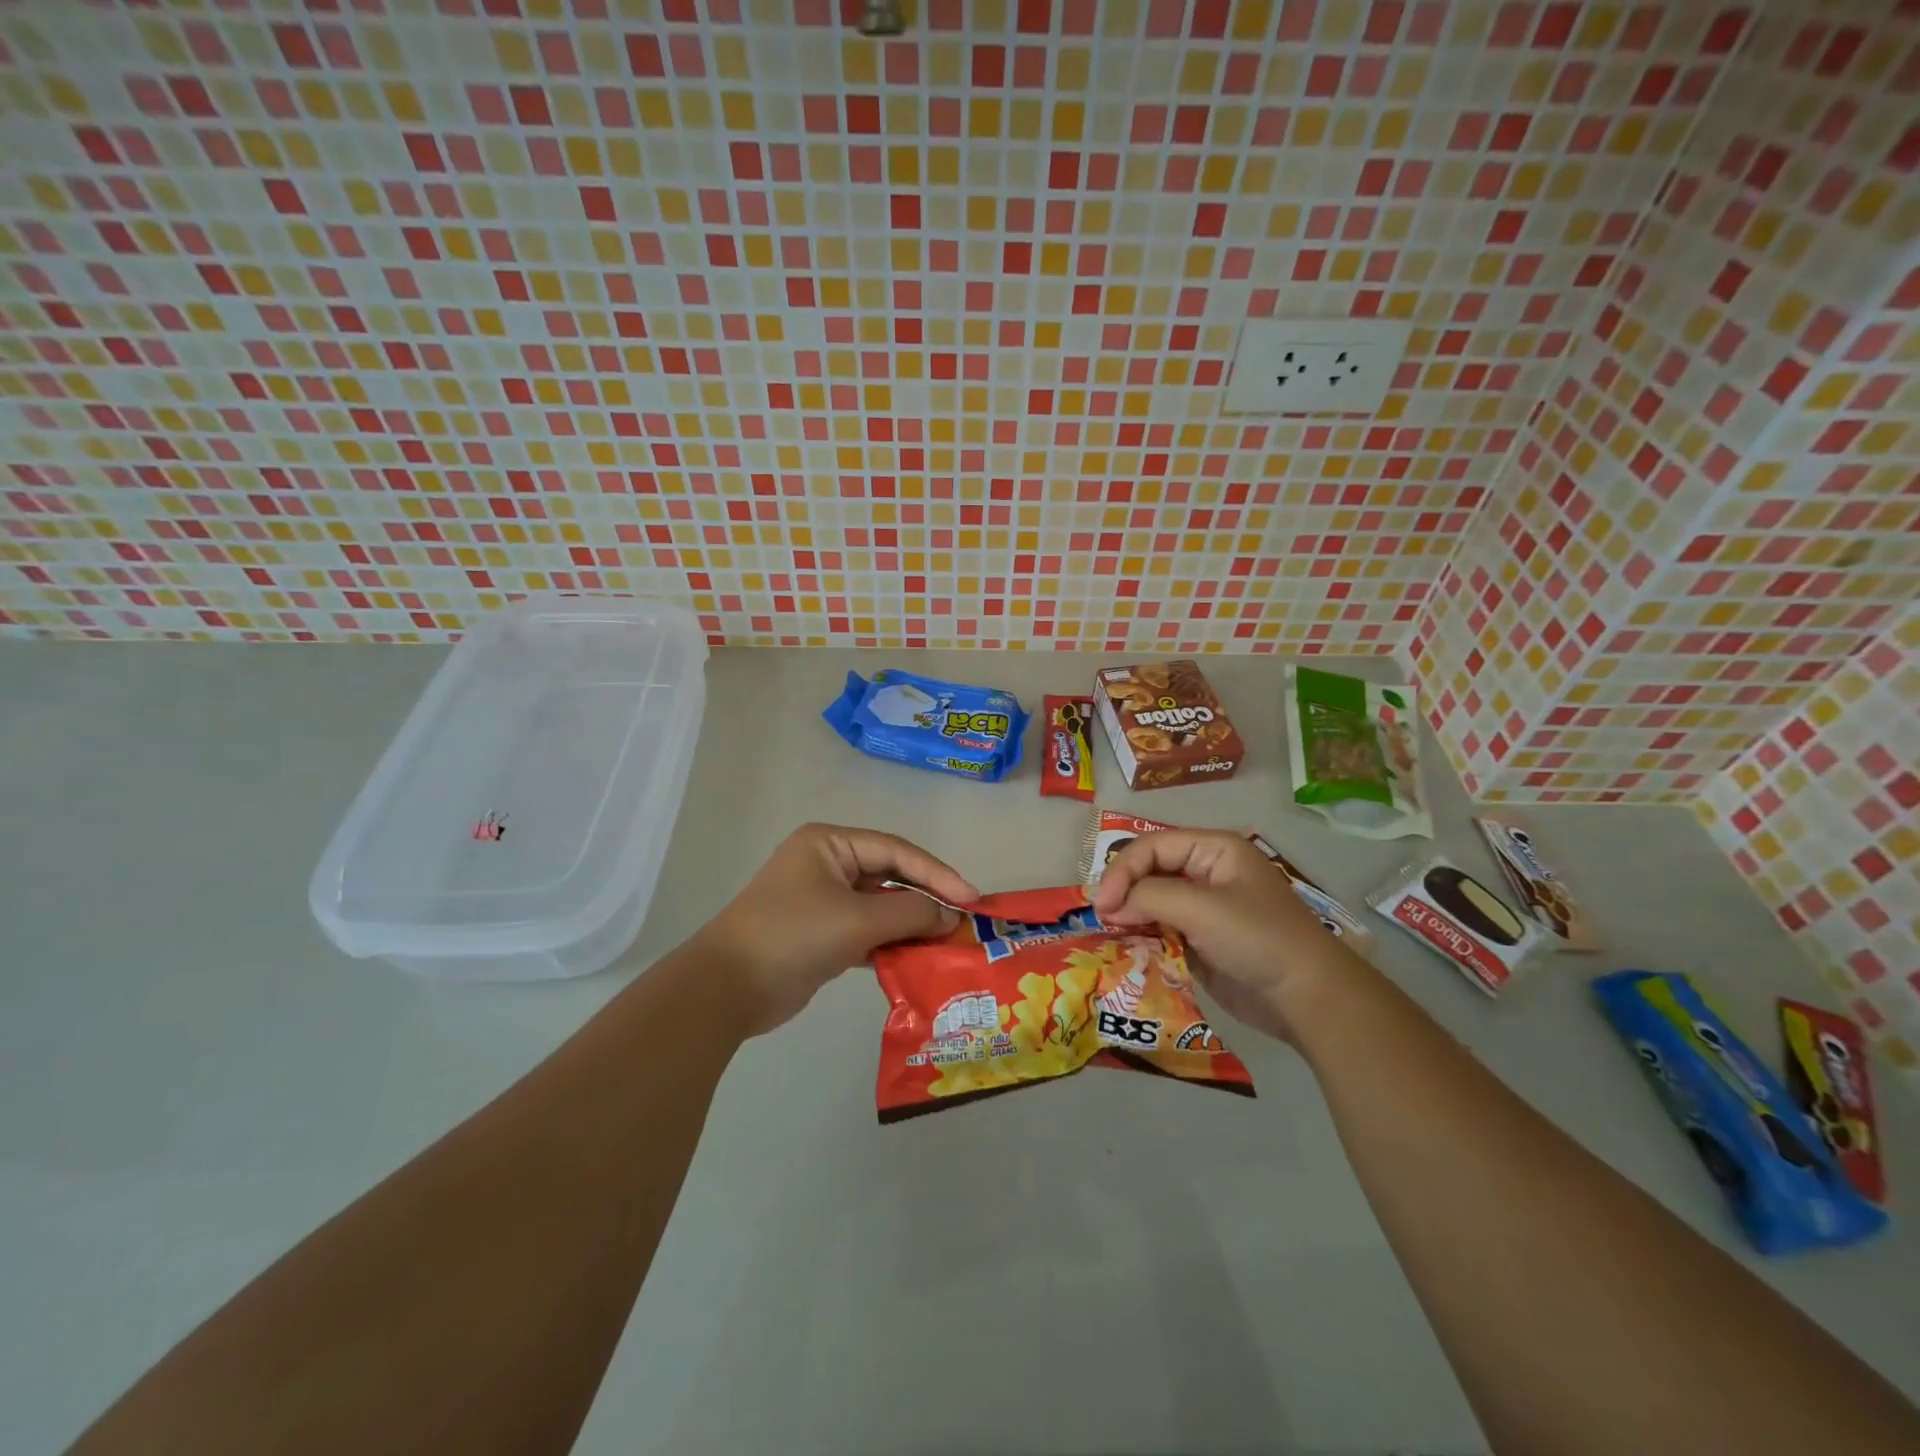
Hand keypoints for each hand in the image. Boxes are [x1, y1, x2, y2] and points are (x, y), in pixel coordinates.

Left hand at [691, 823, 977, 1035]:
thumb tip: (950, 916)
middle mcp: (827, 864)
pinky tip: (917, 959)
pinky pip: (866, 931)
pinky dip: (889, 944)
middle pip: (890, 876)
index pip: (896, 851)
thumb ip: (910, 913)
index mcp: (830, 844)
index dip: (937, 874)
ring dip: (910, 925)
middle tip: (963, 921)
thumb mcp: (857, 920)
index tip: (972, 898)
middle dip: (925, 899)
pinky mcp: (821, 934)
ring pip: (879, 906)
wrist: (726, 989)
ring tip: (947, 943)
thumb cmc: (793, 936)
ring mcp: (822, 900)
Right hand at [1091, 829, 1355, 1042]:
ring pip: (1150, 902)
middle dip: (1123, 891)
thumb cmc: (1257, 938)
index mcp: (1213, 849)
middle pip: (1149, 871)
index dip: (1123, 869)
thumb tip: (1107, 906)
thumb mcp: (1201, 908)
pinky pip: (1160, 930)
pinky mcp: (1199, 940)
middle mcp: (1205, 872)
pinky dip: (1141, 938)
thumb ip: (1149, 897)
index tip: (1102, 903)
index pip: (1153, 846)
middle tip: (1101, 918)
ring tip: (1108, 934)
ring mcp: (1202, 908)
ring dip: (1129, 916)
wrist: (1306, 998)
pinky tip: (1125, 949)